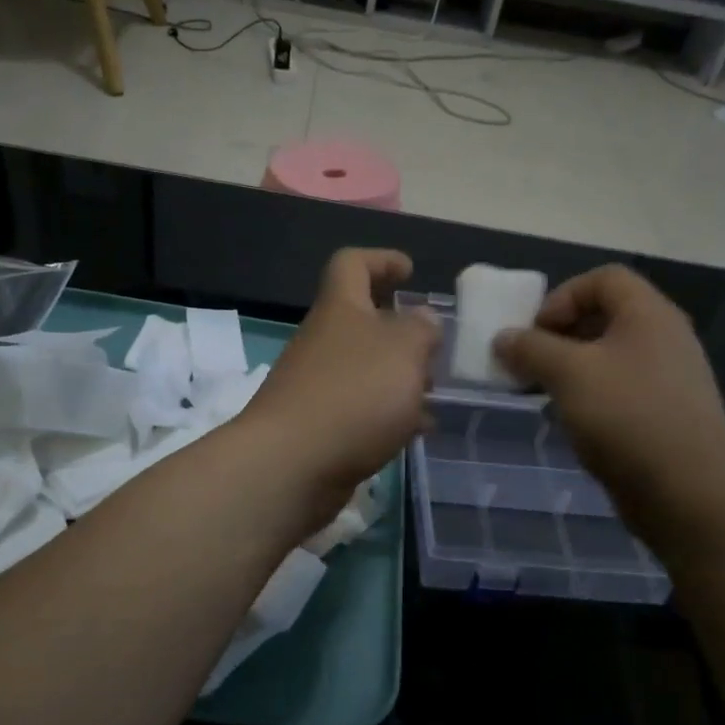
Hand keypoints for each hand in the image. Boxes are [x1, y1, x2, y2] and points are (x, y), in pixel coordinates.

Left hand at [238, 248, 439, 534]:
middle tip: (432, 347)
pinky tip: (414, 432)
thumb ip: (420, 329)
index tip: (410, 271)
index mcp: (340, 309)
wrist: (291, 464)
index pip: (352, 264)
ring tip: (433, 395)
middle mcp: (323, 340)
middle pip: (361, 320)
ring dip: (398, 376)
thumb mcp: (404, 350)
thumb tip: (421, 319)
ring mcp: (315, 384)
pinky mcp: (317, 424)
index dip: (381, 259)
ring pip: (364, 368)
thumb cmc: (354, 394)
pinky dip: (388, 413)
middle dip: (400, 330)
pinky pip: (359, 407)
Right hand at [493, 265, 724, 539]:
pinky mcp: (666, 415)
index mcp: (648, 314)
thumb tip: (503, 338)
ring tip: (545, 394)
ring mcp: (669, 378)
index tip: (536, 331)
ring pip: (611, 357)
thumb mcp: (568, 373)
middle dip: (561, 335)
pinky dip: (591, 396)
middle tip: (532, 362)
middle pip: (606, 316)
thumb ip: (531, 349)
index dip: (563, 296)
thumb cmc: (626, 416)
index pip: (604, 279)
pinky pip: (621, 390)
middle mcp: (664, 338)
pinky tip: (573, 422)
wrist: (689, 491)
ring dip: (572, 369)